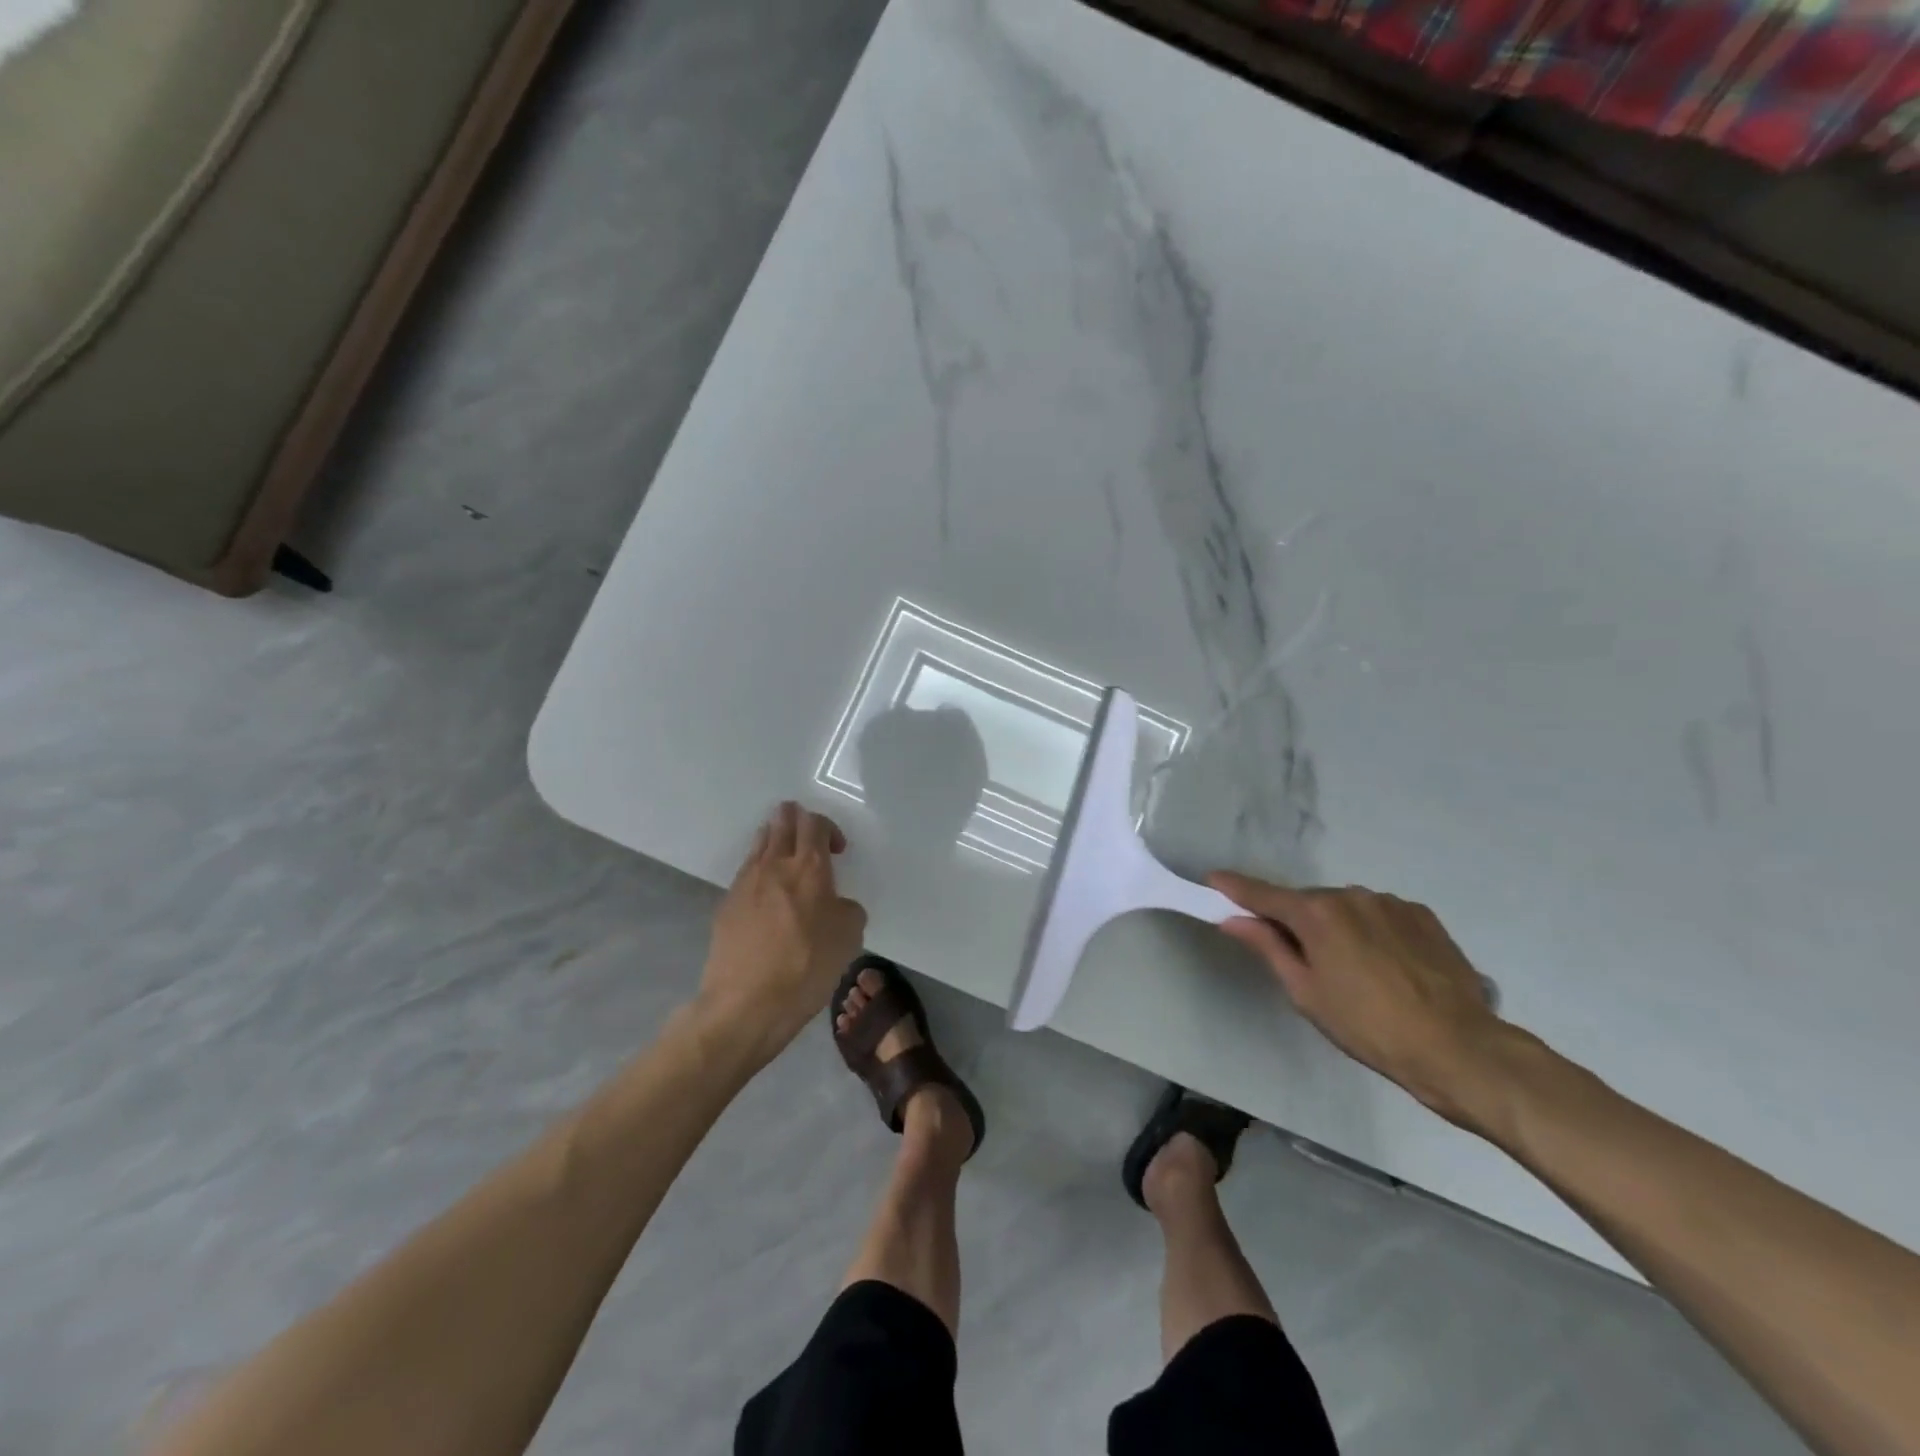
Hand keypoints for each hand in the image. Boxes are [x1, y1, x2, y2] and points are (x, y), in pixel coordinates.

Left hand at [697, 803, 867, 1066]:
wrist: (745, 1004)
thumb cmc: (806, 967)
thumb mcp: (849, 938)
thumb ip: (847, 910)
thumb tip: (835, 905)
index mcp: (809, 868)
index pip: (815, 823)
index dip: (828, 827)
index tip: (837, 850)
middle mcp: (774, 865)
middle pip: (782, 822)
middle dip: (795, 819)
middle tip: (806, 834)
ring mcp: (744, 883)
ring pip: (759, 843)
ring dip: (774, 841)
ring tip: (785, 859)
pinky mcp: (725, 906)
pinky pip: (745, 874)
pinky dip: (759, 872)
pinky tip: (766, 895)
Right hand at [1211, 875, 1516, 1128]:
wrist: (1458, 1047)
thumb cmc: (1368, 1026)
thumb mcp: (1305, 992)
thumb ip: (1268, 947)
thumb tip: (1233, 919)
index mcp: (1316, 913)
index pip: (1263, 894)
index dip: (1235, 888)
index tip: (1213, 879)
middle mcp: (1350, 895)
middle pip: (1307, 902)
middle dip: (1295, 920)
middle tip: (1300, 959)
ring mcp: (1390, 902)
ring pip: (1345, 907)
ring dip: (1337, 926)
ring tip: (1354, 970)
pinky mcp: (1422, 915)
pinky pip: (1379, 915)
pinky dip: (1370, 930)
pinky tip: (1386, 965)